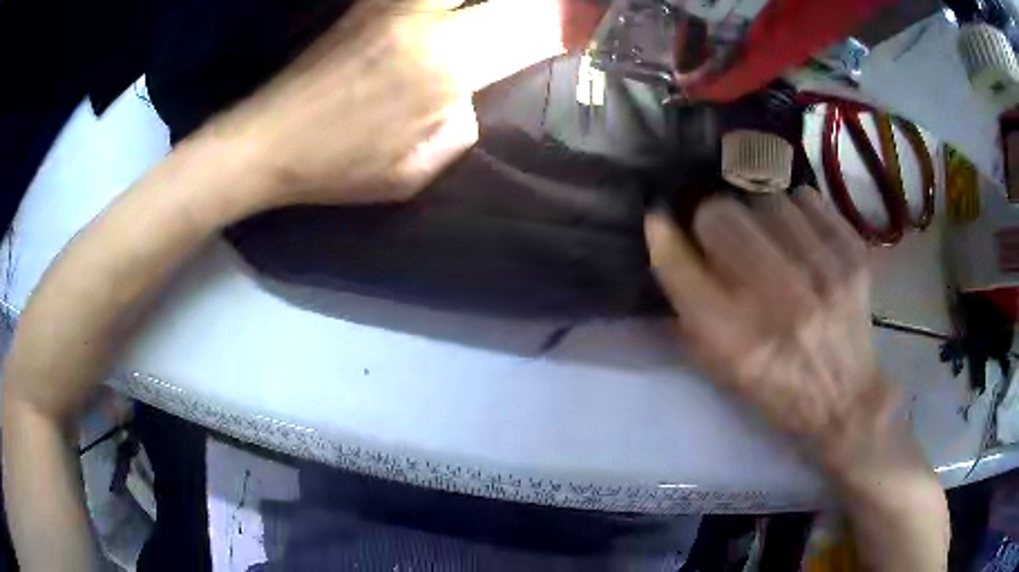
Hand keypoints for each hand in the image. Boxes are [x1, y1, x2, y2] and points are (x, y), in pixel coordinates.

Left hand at [203, 0, 604, 211]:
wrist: (266, 141)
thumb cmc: (337, 166)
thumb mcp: (416, 171)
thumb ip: (463, 127)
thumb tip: (477, 95)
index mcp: (444, 67)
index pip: (531, 28)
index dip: (570, 18)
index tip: (593, 15)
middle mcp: (423, 18)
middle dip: (539, 3)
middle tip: (555, 11)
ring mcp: (390, 3)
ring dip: (489, 4)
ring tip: (495, 19)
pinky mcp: (367, 2)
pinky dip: (446, 3)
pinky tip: (449, 19)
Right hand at [645, 189, 905, 476]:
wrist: (845, 398)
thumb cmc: (777, 388)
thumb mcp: (720, 367)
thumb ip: (688, 307)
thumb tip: (664, 235)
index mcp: (737, 341)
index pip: (679, 263)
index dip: (662, 235)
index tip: (660, 220)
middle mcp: (779, 301)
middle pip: (719, 216)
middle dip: (711, 224)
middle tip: (724, 239)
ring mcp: (822, 271)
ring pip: (763, 199)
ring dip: (757, 217)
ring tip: (768, 239)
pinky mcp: (851, 254)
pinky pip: (805, 199)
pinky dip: (794, 212)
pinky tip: (799, 237)